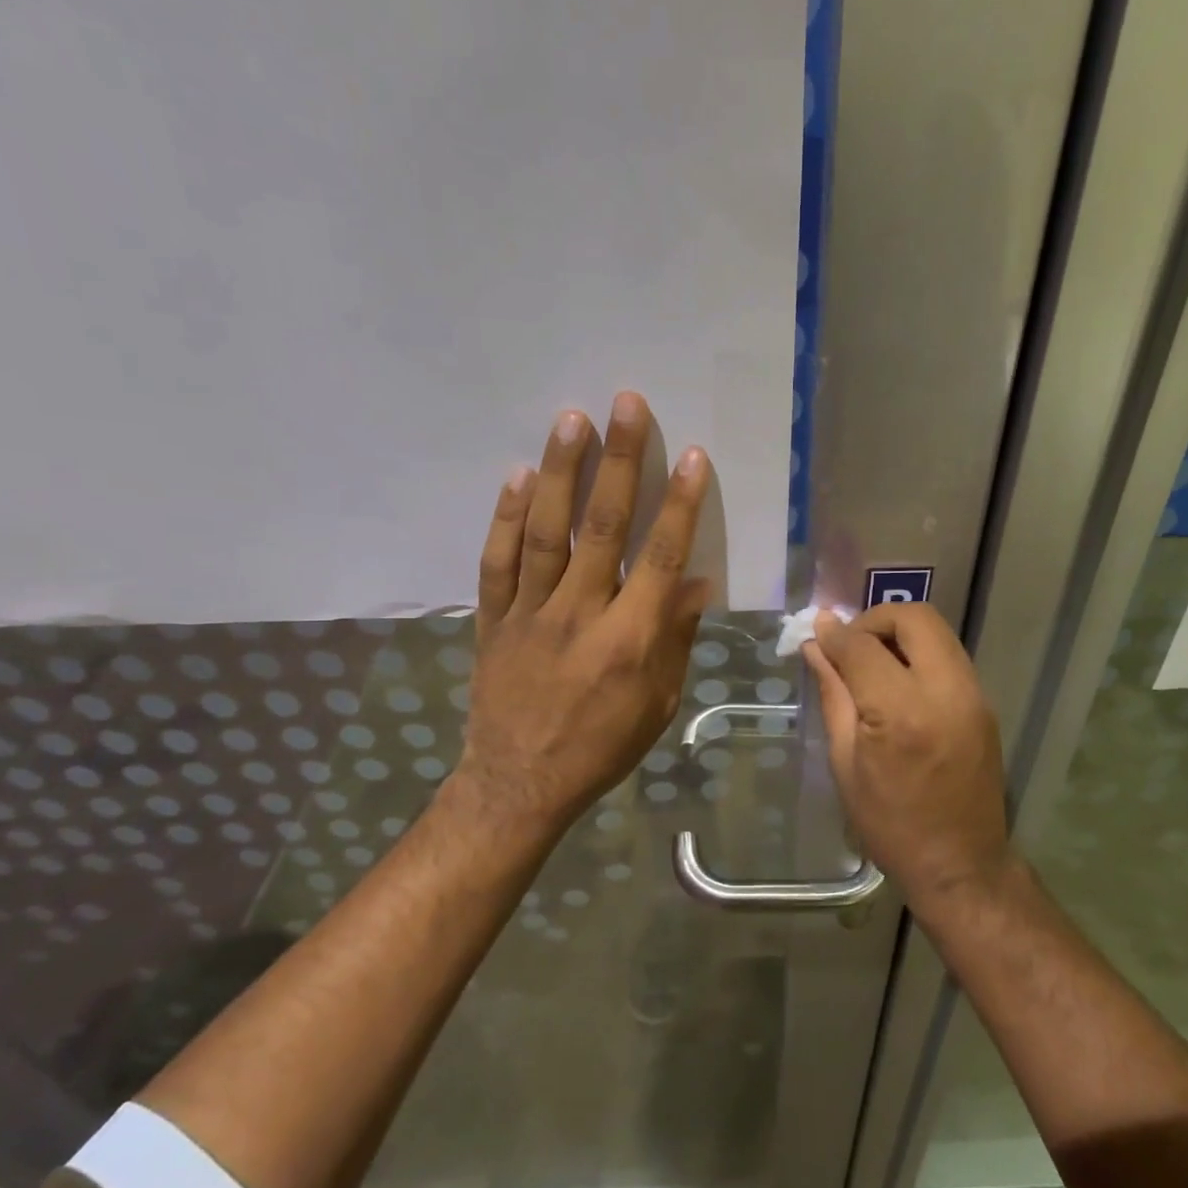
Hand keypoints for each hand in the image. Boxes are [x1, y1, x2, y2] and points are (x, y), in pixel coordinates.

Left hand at [451, 391, 710, 844]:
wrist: (519, 783)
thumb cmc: (601, 747)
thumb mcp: (657, 704)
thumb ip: (674, 639)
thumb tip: (693, 581)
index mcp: (629, 639)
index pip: (660, 557)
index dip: (679, 504)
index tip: (691, 456)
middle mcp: (580, 614)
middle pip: (603, 526)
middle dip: (619, 461)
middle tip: (626, 404)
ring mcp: (530, 613)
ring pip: (545, 531)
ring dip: (559, 472)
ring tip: (571, 420)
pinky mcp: (493, 619)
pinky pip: (497, 561)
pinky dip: (504, 517)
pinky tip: (515, 476)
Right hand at [803, 604, 1010, 906]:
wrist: (961, 865)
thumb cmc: (890, 823)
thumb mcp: (845, 763)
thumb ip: (833, 694)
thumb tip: (817, 645)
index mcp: (901, 713)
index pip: (863, 646)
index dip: (835, 634)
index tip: (817, 634)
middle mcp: (945, 692)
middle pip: (914, 618)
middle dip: (875, 619)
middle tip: (850, 646)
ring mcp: (973, 695)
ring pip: (936, 631)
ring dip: (899, 633)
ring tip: (871, 663)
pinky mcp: (984, 704)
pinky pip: (948, 655)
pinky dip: (919, 653)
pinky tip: (898, 682)